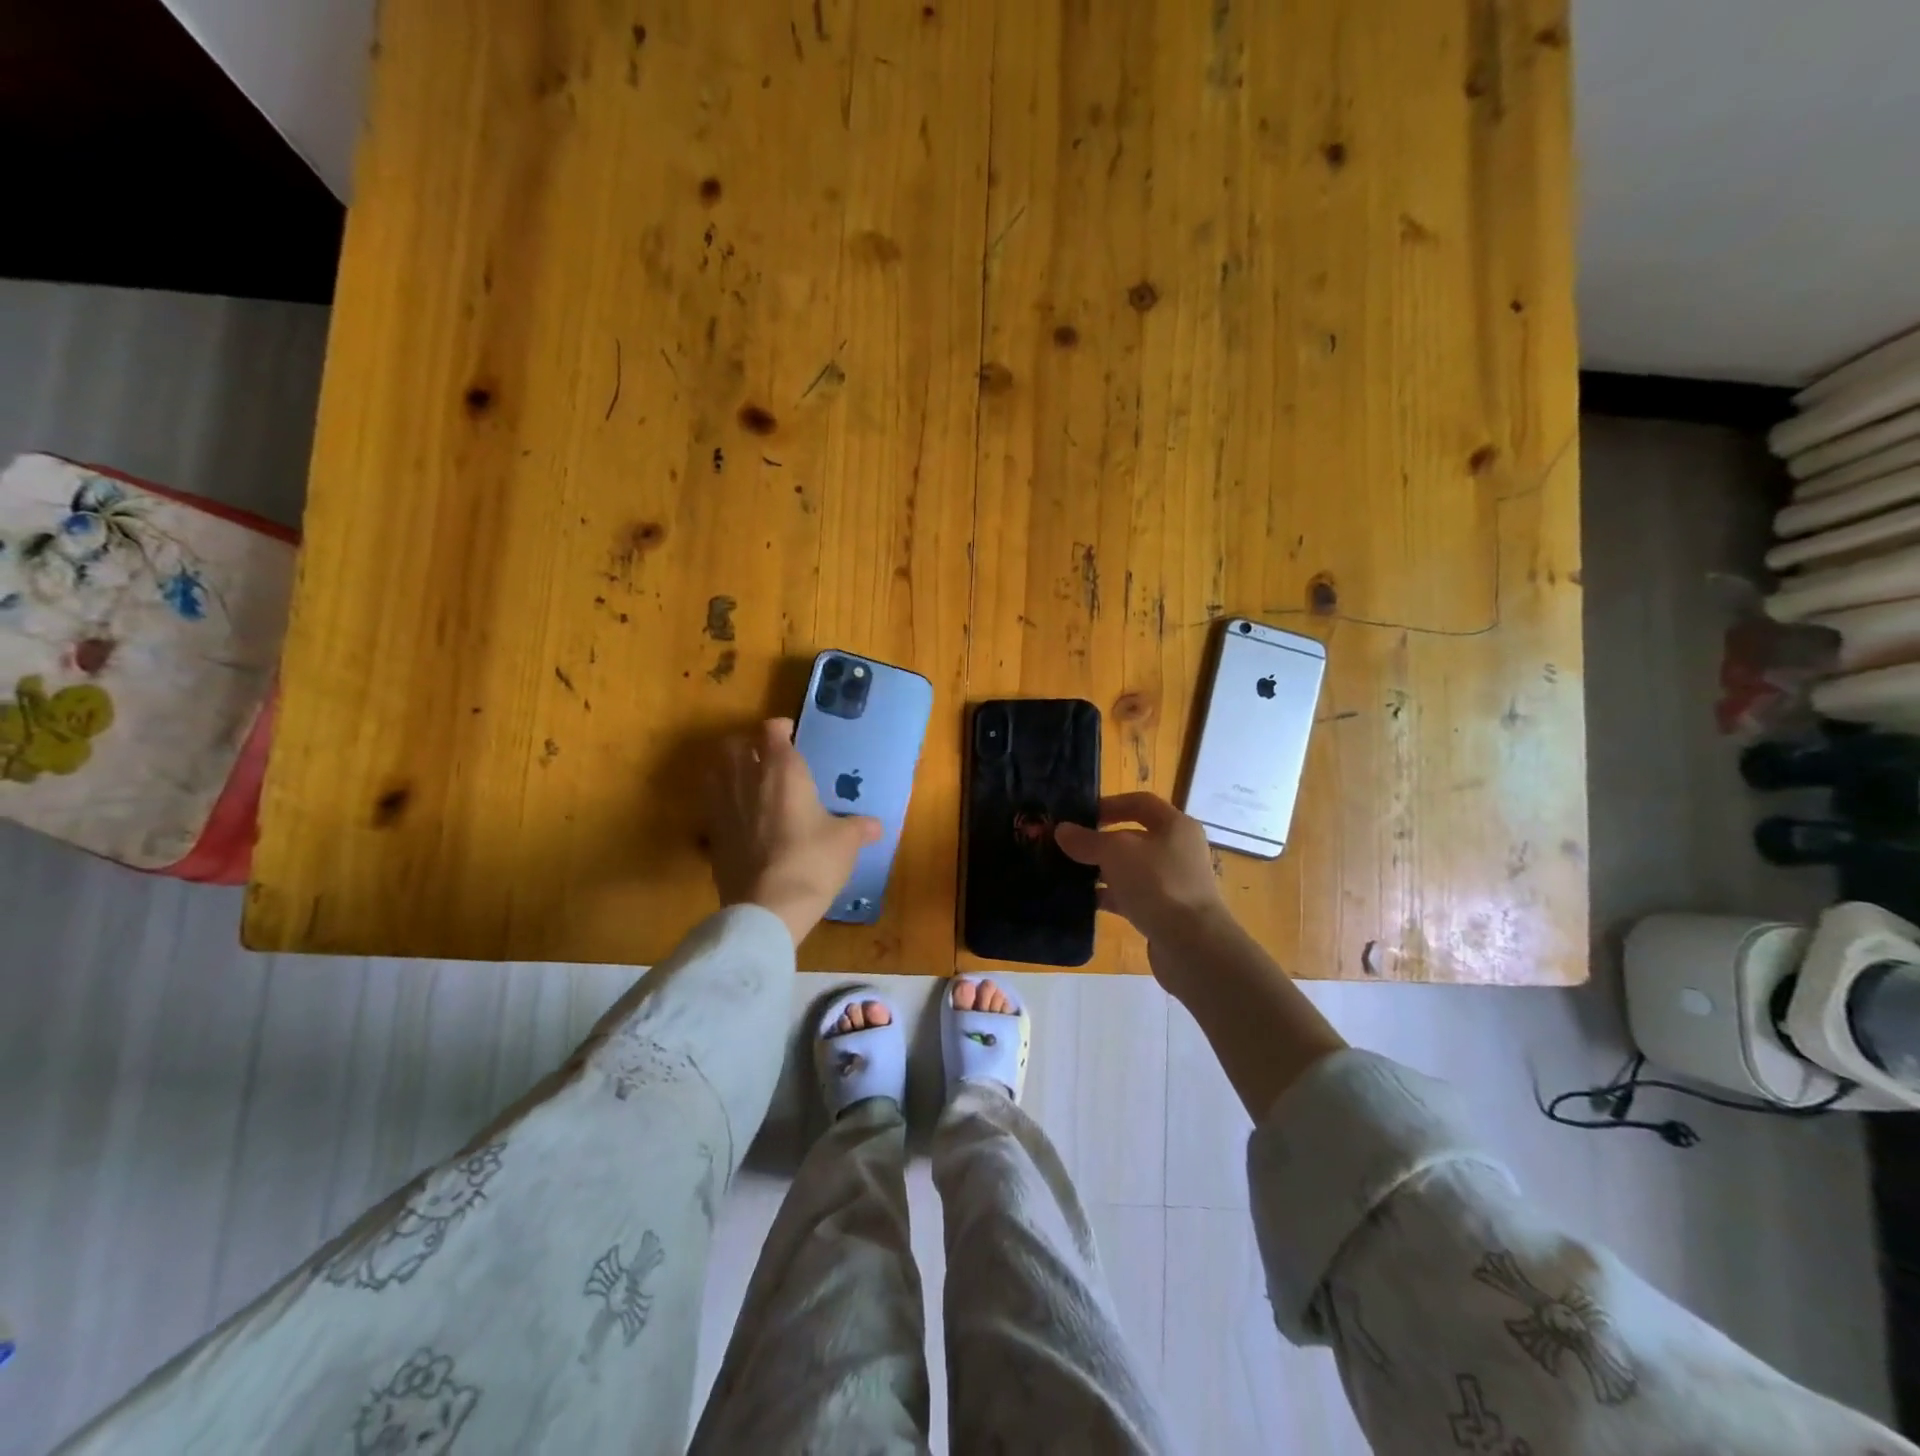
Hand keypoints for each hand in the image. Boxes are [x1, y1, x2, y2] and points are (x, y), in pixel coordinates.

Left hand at [704, 718, 881, 945]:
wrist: (767, 907)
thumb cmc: (812, 861)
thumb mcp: (845, 842)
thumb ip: (859, 827)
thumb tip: (875, 826)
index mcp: (782, 770)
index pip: (772, 730)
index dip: (782, 729)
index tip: (792, 737)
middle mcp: (746, 778)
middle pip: (735, 744)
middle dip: (749, 745)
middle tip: (767, 759)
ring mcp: (722, 805)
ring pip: (716, 771)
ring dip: (731, 770)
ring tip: (750, 784)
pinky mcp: (710, 834)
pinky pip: (712, 804)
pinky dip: (723, 802)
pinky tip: (741, 818)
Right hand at [1055, 793, 1226, 950]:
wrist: (1193, 945)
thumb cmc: (1158, 884)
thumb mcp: (1116, 853)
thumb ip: (1087, 840)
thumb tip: (1062, 830)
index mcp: (1175, 825)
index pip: (1139, 802)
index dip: (1109, 804)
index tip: (1079, 817)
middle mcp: (1178, 849)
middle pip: (1133, 836)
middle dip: (1100, 841)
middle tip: (1067, 847)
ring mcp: (1173, 882)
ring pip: (1130, 868)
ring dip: (1101, 870)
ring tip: (1068, 873)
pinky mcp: (1166, 911)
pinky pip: (1132, 896)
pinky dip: (1109, 896)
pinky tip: (1084, 901)